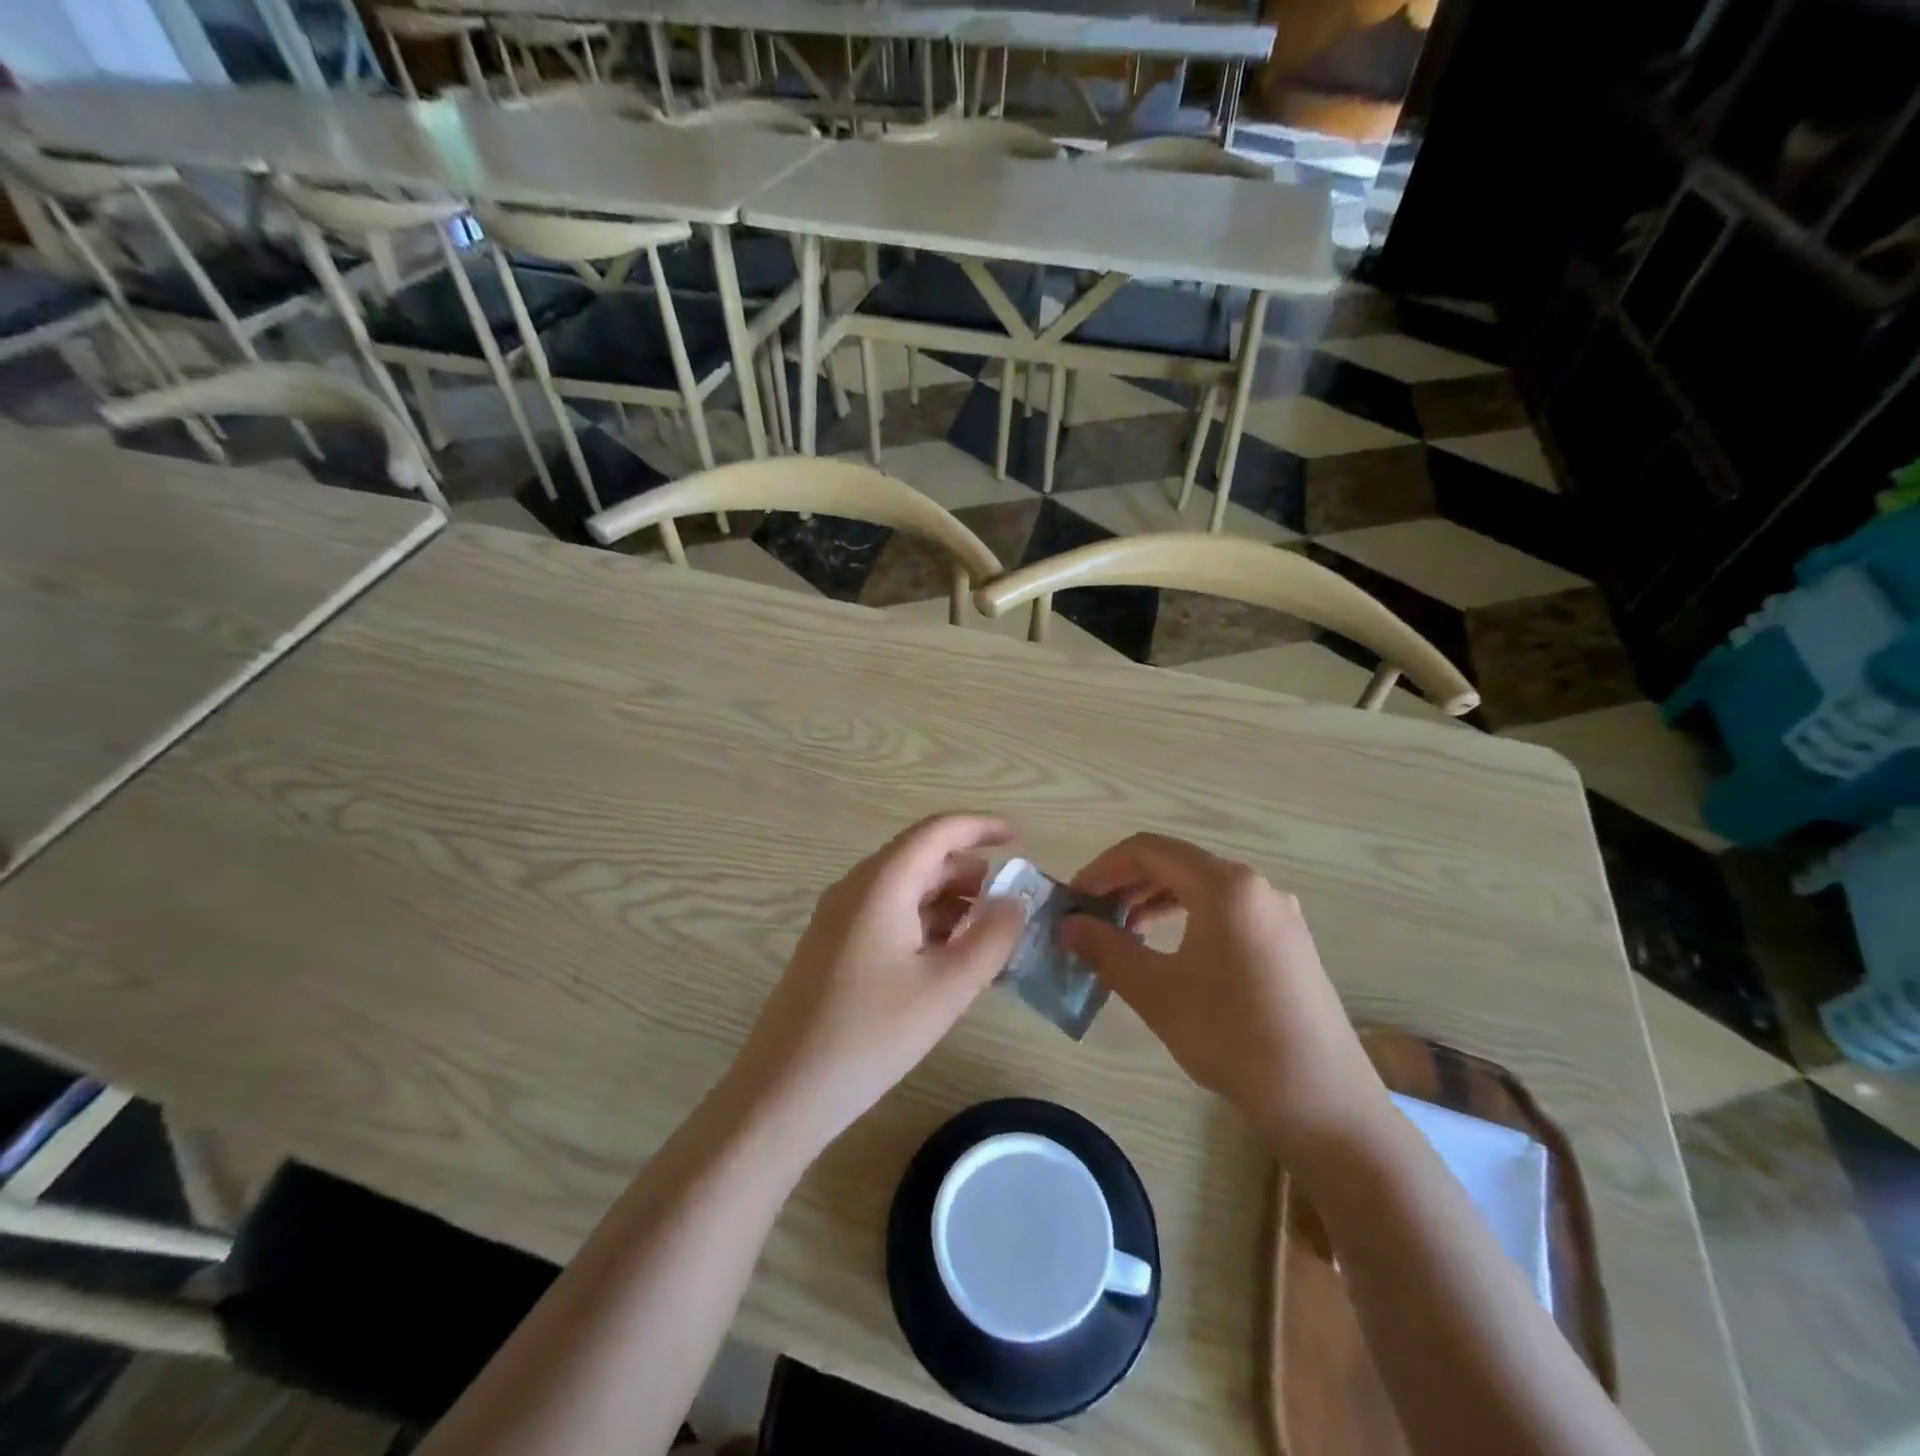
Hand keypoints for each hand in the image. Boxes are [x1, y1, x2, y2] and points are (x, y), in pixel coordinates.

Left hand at [728, 813, 1027, 1152]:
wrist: (783, 1091)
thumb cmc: (870, 1035)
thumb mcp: (946, 989)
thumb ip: (991, 939)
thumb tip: (1014, 903)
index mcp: (882, 883)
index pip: (938, 831)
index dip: (981, 827)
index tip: (1020, 840)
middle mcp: (856, 887)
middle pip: (920, 857)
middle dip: (968, 871)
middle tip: (1006, 904)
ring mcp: (838, 916)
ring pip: (903, 887)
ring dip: (946, 900)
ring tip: (982, 937)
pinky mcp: (832, 945)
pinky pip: (886, 913)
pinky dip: (922, 921)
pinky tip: (943, 958)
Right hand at [1059, 834, 1388, 1158]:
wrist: (1324, 1102)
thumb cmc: (1233, 1038)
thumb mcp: (1157, 992)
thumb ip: (1105, 949)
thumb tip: (1066, 926)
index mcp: (1225, 885)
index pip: (1148, 850)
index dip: (1102, 868)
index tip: (1073, 900)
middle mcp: (1254, 885)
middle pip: (1175, 863)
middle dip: (1125, 885)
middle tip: (1090, 918)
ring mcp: (1277, 913)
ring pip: (1200, 887)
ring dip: (1154, 901)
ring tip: (1122, 934)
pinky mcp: (1287, 941)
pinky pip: (1225, 910)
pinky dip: (1186, 917)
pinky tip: (1168, 951)